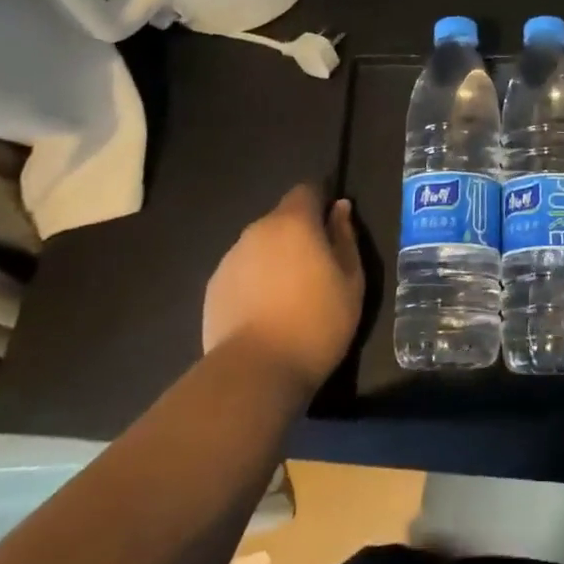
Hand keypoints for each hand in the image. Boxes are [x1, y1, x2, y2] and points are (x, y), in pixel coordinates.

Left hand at [203, 183, 364, 396]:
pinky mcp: (213, 288)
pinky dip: (254, 282)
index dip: (320, 204)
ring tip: (287, 297)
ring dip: (274, 259)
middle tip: (315, 270)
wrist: (254, 373)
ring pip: (260, 246)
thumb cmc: (316, 322)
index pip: (307, 190)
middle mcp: (258, 230)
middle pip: (282, 219)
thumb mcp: (350, 280)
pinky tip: (263, 313)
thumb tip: (339, 208)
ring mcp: (231, 258)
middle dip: (298, 234)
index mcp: (294, 221)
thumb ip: (345, 237)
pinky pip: (241, 272)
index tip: (331, 231)